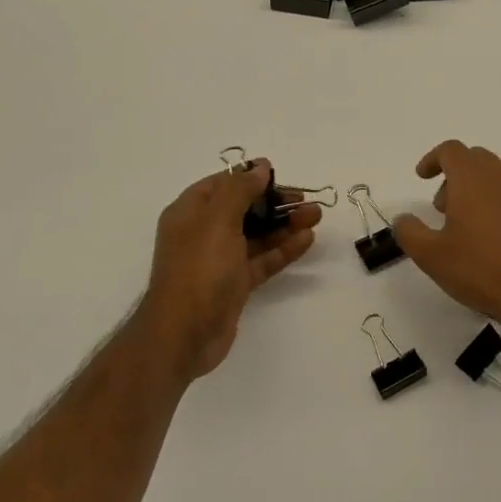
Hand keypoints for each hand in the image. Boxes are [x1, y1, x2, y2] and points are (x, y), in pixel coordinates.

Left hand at [135, 161, 319, 380]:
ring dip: (285, 224)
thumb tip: (260, 166)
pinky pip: (262, 259)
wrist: (184, 334)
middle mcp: (203, 232)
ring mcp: (219, 260)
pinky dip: (283, 249)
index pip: (223, 184)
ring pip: (257, 234)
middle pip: (244, 208)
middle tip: (307, 201)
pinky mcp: (234, 284)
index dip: (251, 177)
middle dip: (276, 202)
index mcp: (191, 212)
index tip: (281, 176)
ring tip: (316, 216)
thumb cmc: (199, 269)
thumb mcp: (218, 220)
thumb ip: (240, 189)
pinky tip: (306, 240)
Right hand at [393, 141, 500, 327]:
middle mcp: (499, 178)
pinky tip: (486, 236)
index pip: (451, 150)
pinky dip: (492, 201)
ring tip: (461, 224)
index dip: (432, 159)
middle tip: (441, 206)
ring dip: (473, 188)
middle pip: (473, 158)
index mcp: (472, 179)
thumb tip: (403, 218)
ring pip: (493, 175)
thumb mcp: (431, 255)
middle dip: (452, 174)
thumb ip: (409, 232)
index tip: (421, 178)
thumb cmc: (479, 268)